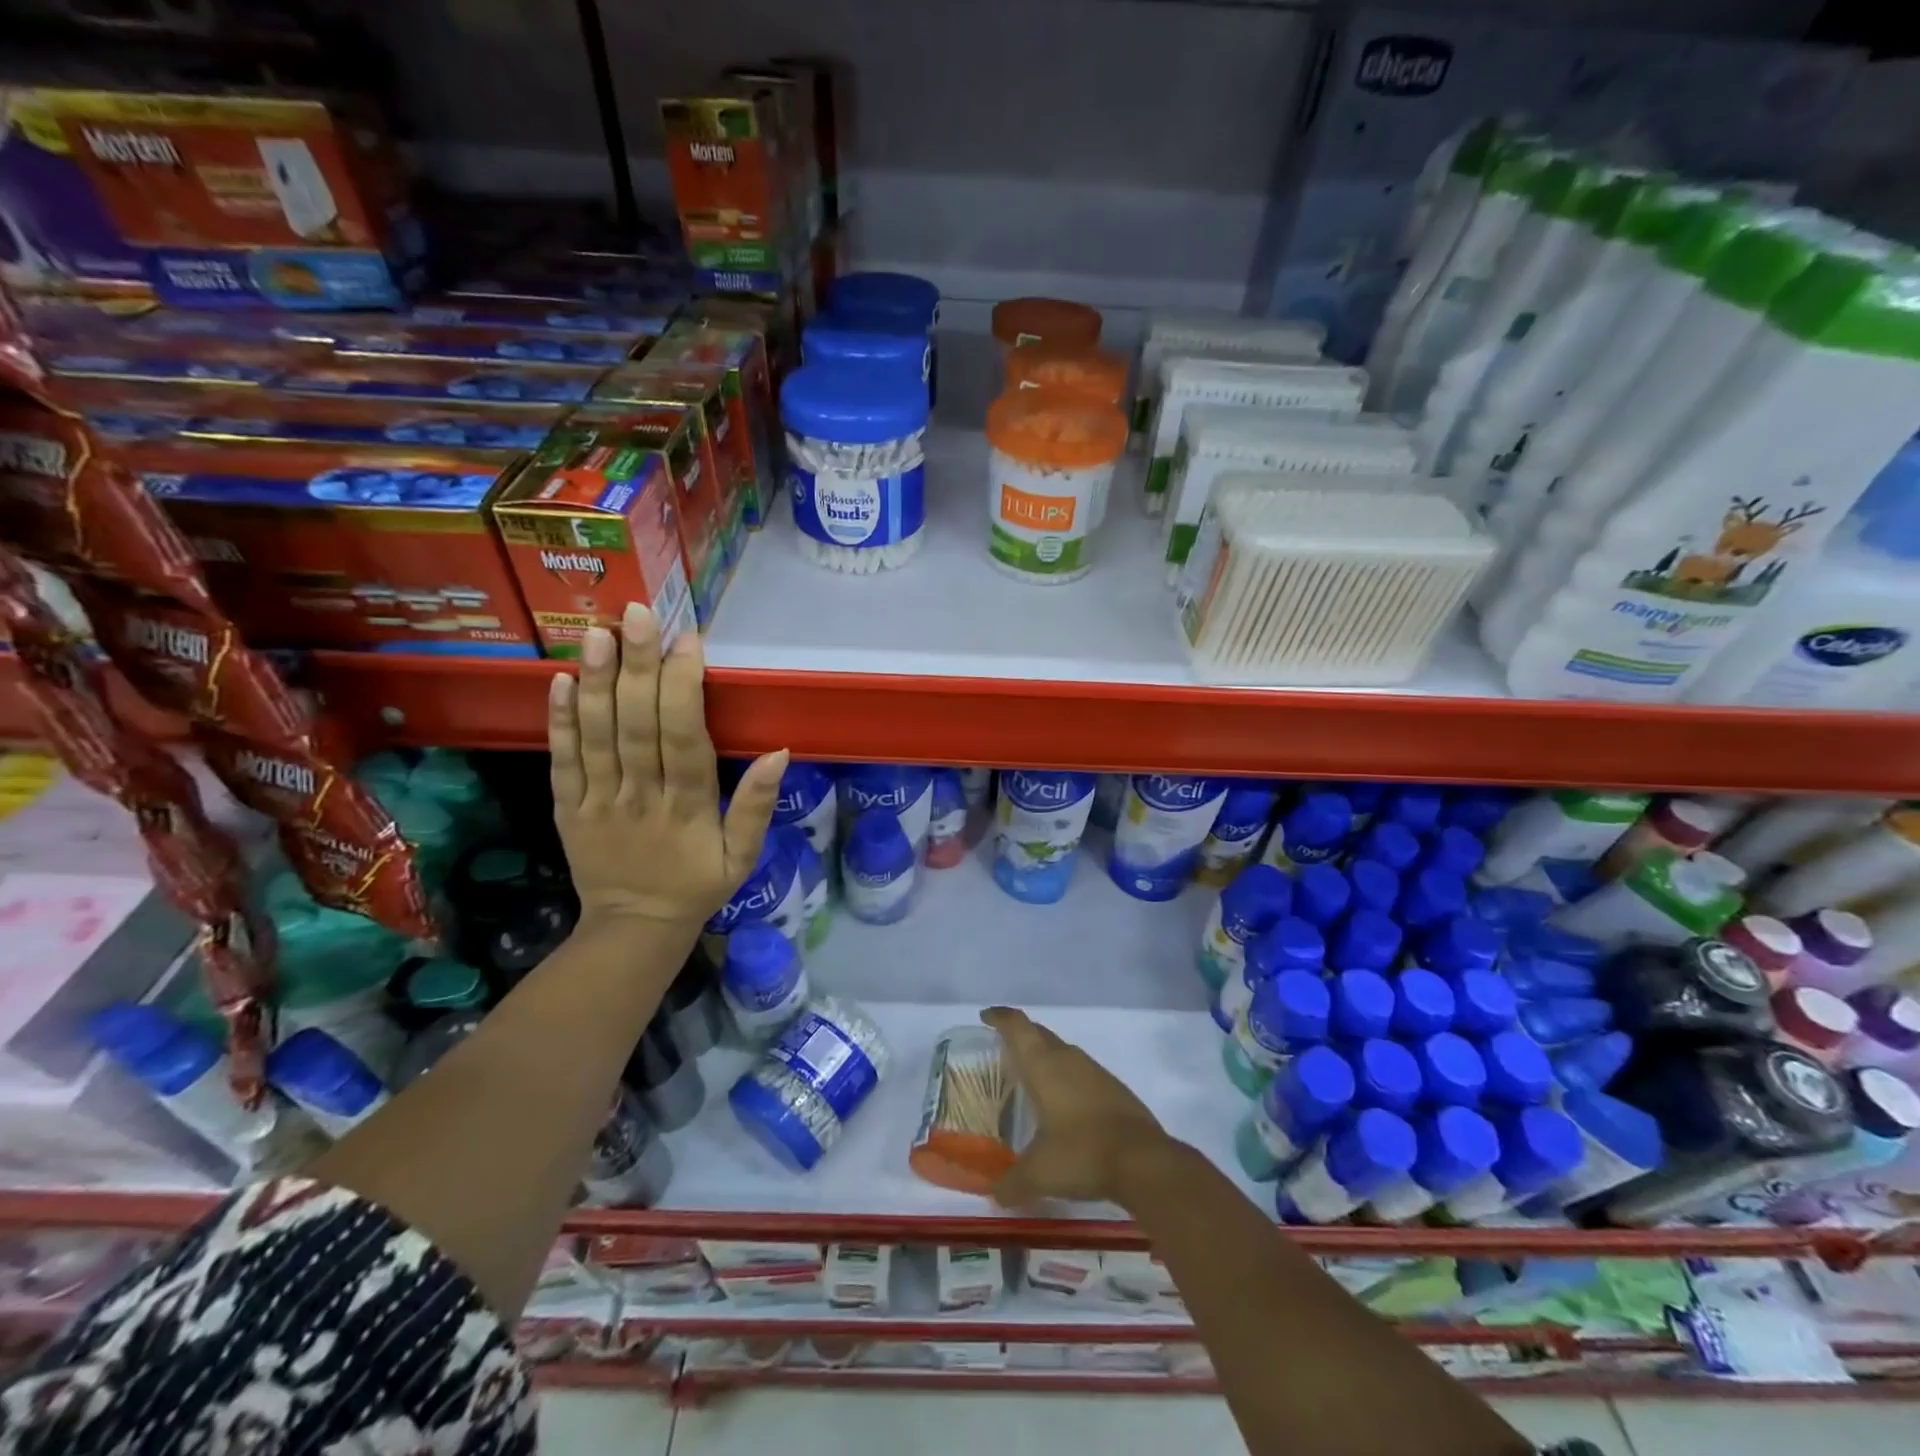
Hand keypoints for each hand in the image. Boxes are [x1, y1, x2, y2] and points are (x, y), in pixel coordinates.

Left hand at [548, 603, 786, 932]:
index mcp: (688, 807)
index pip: (684, 737)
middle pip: (637, 725)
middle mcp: (641, 796)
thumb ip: (757, 806)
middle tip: (637, 615)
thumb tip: (780, 753)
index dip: (683, 687)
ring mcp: (599, 801)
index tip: (688, 640)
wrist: (634, 928)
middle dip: (638, 666)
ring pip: (597, 735)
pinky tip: (559, 681)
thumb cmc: (698, 886)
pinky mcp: (568, 808)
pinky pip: (562, 761)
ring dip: (596, 682)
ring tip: (595, 634)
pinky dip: (560, 721)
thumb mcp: (744, 857)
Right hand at [983, 1006, 1170, 1207]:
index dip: (1000, 1017)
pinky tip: (1065, 1103)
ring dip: (1046, 1056)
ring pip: (1063, 1051)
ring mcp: (1095, 1071)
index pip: (1018, 1027)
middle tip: (1004, 1048)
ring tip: (1032, 1077)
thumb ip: (1011, 1183)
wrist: (1143, 1161)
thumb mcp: (1039, 1174)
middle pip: (1040, 1033)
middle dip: (1021, 1034)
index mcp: (1044, 1066)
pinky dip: (1067, 1077)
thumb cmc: (1081, 1154)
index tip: (986, 1016)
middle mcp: (1068, 1059)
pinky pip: (1082, 1071)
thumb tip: (995, 1195)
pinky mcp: (1114, 1088)